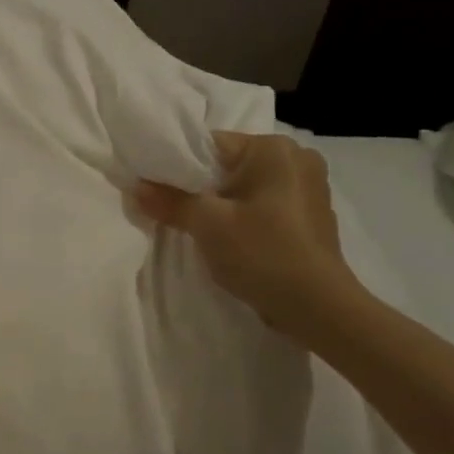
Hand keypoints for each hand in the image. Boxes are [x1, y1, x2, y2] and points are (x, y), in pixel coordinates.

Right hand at [137, 131, 361, 342]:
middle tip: (170, 211)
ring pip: (244, 187)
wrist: (318, 307)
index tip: (154, 189)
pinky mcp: (309, 215)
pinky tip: (229, 240)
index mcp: (273, 149)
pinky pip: (262, 205)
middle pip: (226, 166)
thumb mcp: (207, 224)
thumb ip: (169, 201)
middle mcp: (296, 158)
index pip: (210, 145)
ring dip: (219, 204)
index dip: (176, 166)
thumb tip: (136, 187)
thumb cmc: (262, 253)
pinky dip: (242, 217)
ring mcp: (308, 187)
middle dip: (198, 187)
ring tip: (197, 228)